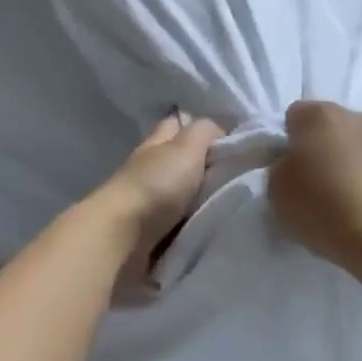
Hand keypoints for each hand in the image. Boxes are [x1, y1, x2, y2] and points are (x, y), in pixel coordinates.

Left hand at [97, 111, 225, 281]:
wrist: (123, 237)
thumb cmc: (156, 185)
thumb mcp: (186, 147)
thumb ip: (204, 131)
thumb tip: (218, 132)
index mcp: (157, 143)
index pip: (179, 123)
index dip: (202, 128)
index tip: (232, 143)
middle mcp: (151, 167)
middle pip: (183, 160)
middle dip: (208, 166)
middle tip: (238, 175)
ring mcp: (148, 200)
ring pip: (184, 191)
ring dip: (203, 197)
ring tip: (232, 202)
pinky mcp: (150, 230)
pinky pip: (180, 220)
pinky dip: (194, 221)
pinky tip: (212, 224)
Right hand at [269, 101, 361, 268]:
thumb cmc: (320, 206)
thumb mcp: (276, 189)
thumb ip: (281, 166)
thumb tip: (293, 164)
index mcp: (320, 115)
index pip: (295, 115)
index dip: (288, 141)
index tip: (288, 168)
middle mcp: (357, 117)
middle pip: (331, 127)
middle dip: (322, 147)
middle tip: (315, 182)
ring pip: (359, 144)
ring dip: (350, 161)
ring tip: (344, 197)